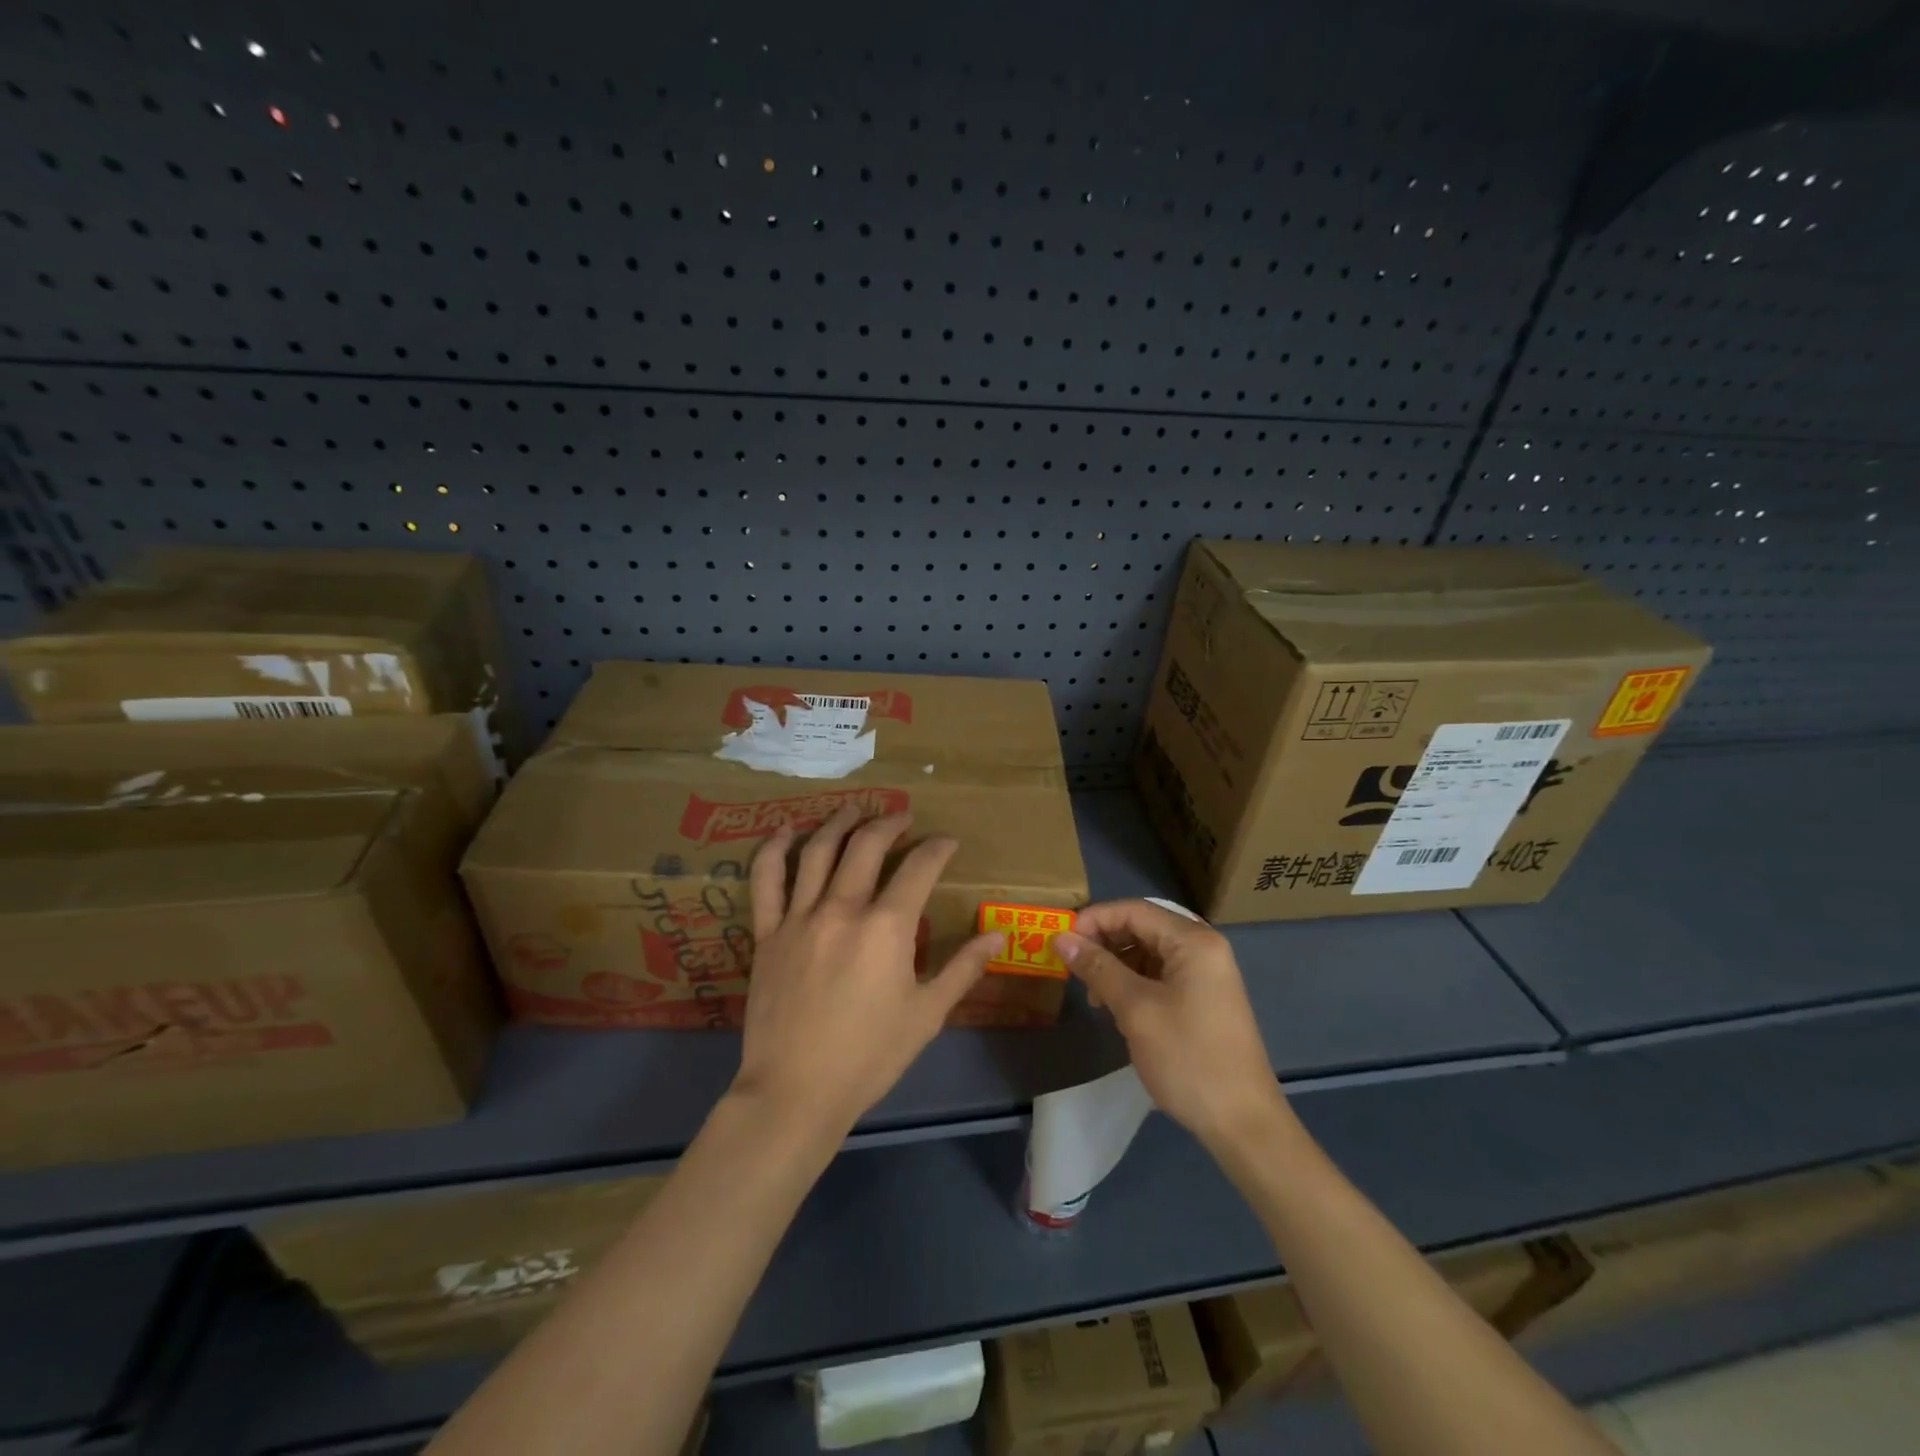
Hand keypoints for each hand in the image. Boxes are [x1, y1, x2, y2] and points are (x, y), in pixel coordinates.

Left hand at [732, 806, 998, 1139]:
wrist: (795, 1092)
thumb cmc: (869, 1057)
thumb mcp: (927, 1015)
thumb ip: (963, 969)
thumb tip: (998, 935)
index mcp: (886, 928)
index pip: (919, 869)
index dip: (937, 849)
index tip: (948, 842)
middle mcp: (843, 908)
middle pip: (867, 846)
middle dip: (890, 823)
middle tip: (903, 817)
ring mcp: (799, 917)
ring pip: (818, 851)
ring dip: (839, 822)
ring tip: (854, 807)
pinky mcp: (767, 933)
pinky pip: (766, 880)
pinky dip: (774, 849)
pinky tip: (786, 829)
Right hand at [1056, 900, 1289, 1150]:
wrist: (1243, 1124)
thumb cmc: (1188, 1058)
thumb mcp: (1136, 1010)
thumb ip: (1098, 968)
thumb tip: (1061, 938)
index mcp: (1193, 941)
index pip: (1134, 910)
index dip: (1094, 920)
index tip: (1062, 941)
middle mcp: (1203, 948)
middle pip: (1142, 927)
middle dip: (1104, 943)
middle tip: (1073, 969)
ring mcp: (1206, 974)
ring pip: (1149, 952)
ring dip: (1116, 965)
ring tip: (1094, 996)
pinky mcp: (1203, 999)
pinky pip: (1160, 975)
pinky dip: (1134, 983)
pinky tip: (1116, 1007)